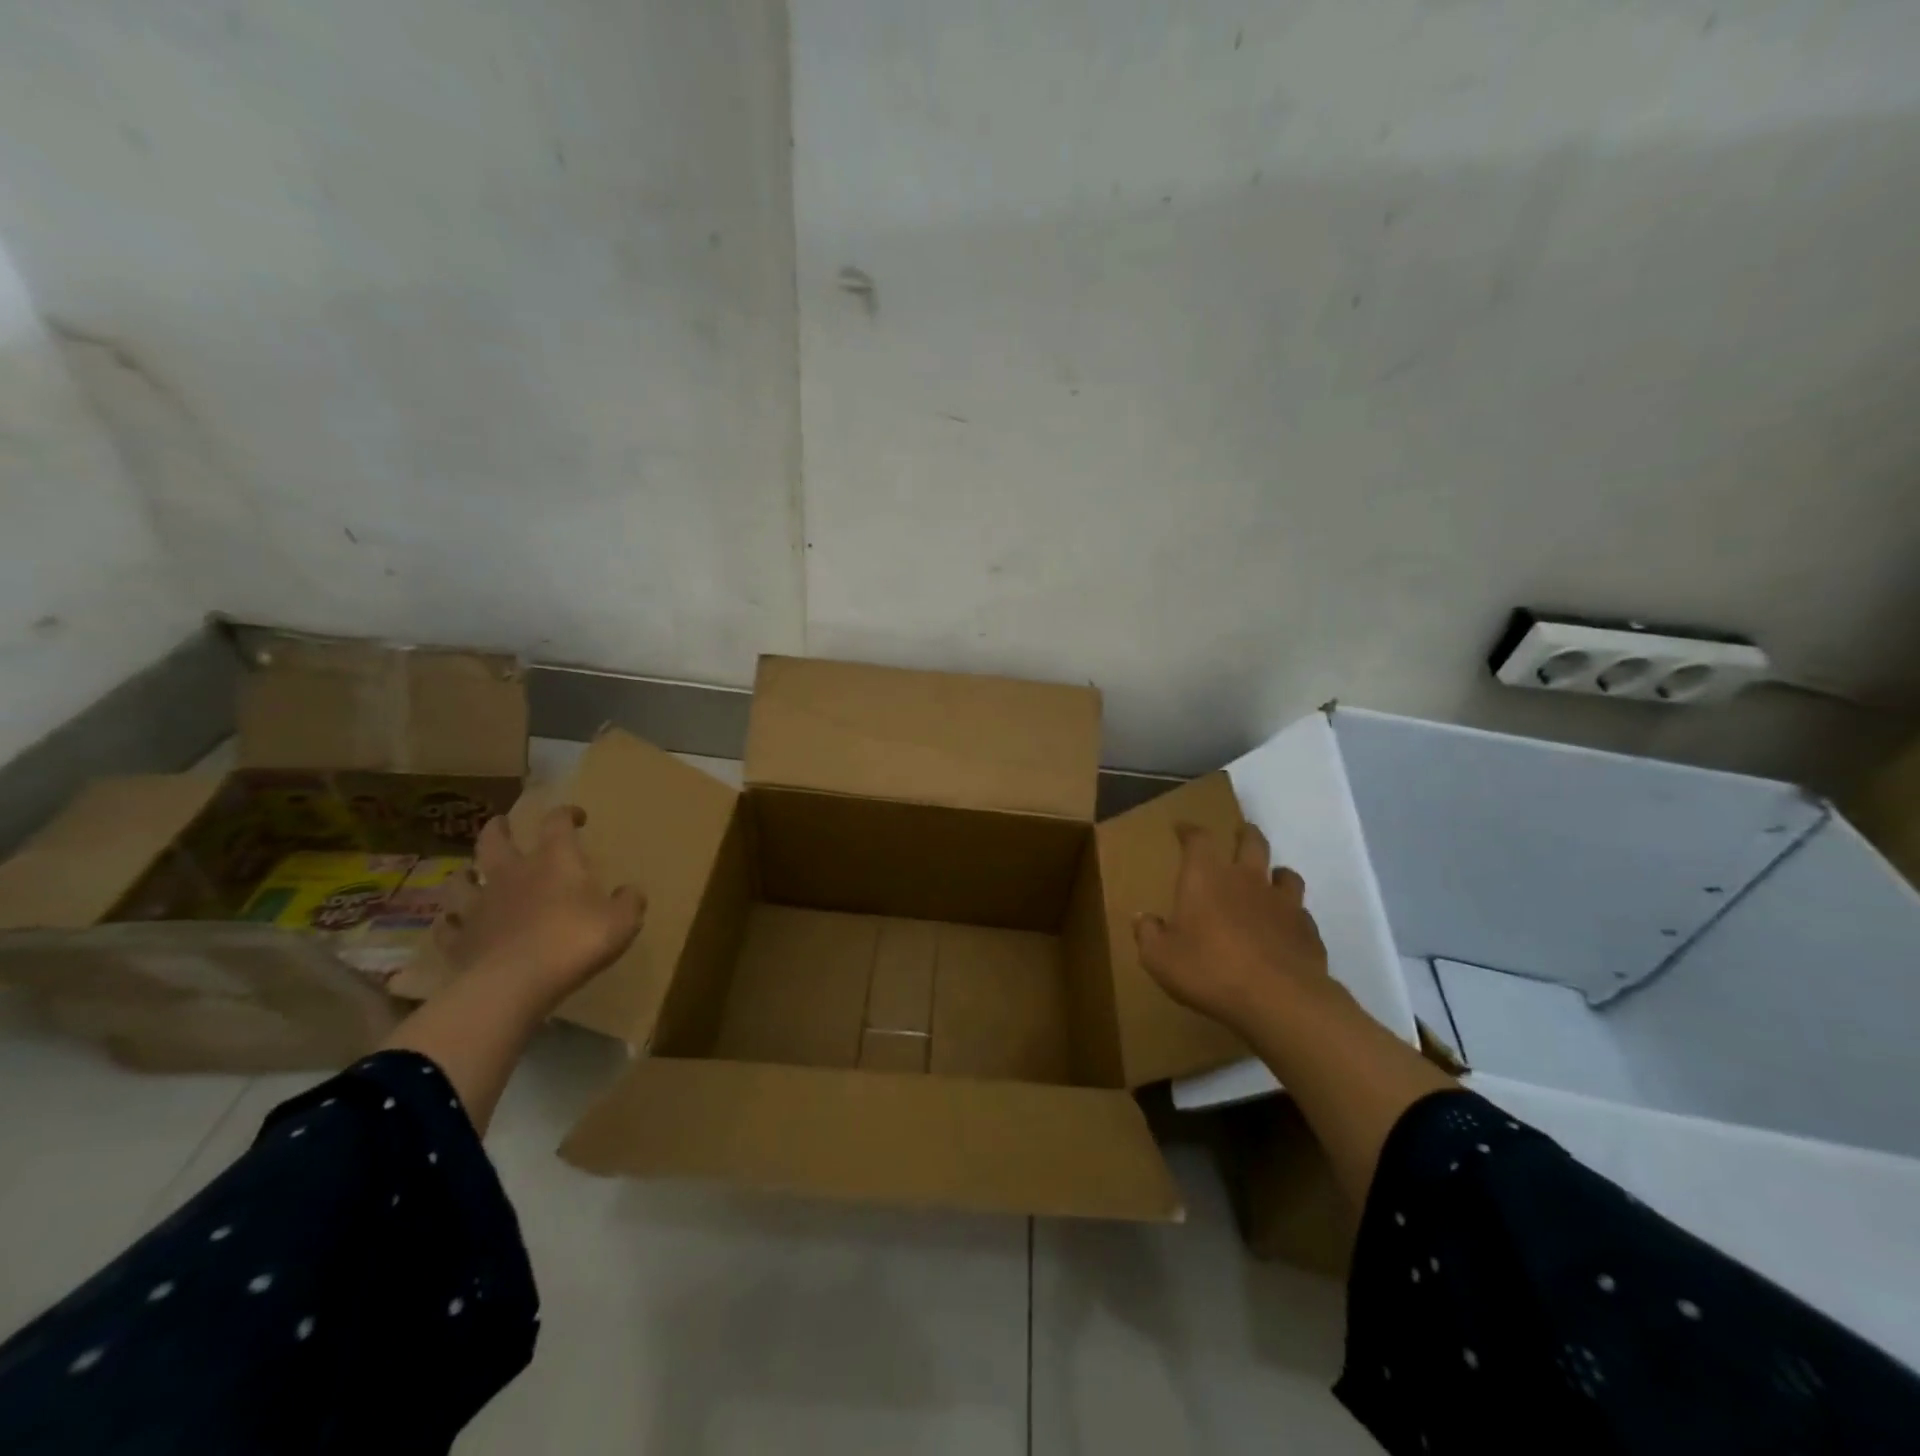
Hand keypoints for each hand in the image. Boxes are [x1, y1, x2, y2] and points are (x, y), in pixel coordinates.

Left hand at [437, 806, 644, 1002]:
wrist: (514, 984)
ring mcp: (479, 906)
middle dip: (498, 828)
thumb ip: (629, 902)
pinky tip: (453, 925)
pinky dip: (450, 923)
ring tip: (469, 874)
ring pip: (460, 880)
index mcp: (554, 861)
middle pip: (494, 840)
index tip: (577, 816)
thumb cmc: (574, 942)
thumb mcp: (622, 921)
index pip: (557, 822)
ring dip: (464, 874)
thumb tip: (630, 892)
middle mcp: (511, 874)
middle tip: (502, 824)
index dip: (566, 814)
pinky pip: (447, 927)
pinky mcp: (459, 941)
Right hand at [1134, 822, 1333, 1033]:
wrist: (1279, 1000)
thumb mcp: (1160, 958)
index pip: (1198, 839)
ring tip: (1270, 878)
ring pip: (1285, 873)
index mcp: (1206, 878)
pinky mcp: (1307, 930)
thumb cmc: (1210, 970)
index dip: (1190, 830)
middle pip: (1251, 842)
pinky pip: (1301, 913)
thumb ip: (1148, 934)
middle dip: (1244, 835)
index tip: (1183, 828)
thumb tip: (1142, 918)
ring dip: (1275, 872)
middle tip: (1239, 834)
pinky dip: (1292, 914)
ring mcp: (1283, 903)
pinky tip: (1285, 927)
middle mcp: (1247, 879)